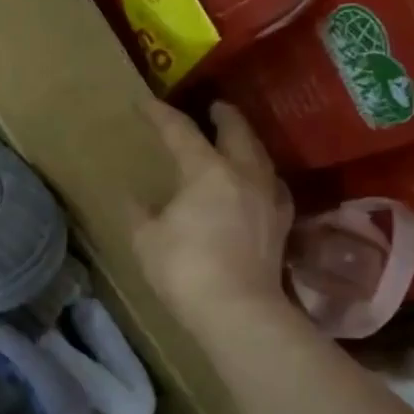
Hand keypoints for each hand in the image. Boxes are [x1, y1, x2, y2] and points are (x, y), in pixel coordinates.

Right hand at [132, 100, 296, 338]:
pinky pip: (273, 185)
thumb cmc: (184, 269)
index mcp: (206, 171)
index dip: (161, 114)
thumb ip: (139, 212)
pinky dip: (261, 174)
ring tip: (236, 140)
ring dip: (246, 141)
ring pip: (260, 155)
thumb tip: (133, 197)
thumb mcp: (146, 240)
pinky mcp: (281, 223)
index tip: (145, 102)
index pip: (181, 131)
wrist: (237, 310)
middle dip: (224, 115)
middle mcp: (243, 174)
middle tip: (214, 107)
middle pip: (237, 131)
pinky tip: (257, 183)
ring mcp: (268, 197)